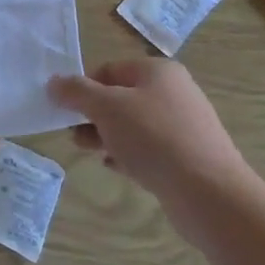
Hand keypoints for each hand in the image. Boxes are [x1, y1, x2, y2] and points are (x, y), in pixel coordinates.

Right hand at [49, 59, 255, 239]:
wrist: (211, 194)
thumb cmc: (154, 138)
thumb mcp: (106, 108)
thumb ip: (76, 92)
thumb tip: (54, 83)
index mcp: (157, 71)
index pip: (109, 70)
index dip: (83, 88)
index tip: (66, 111)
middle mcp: (174, 92)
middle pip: (121, 97)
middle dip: (93, 115)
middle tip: (73, 134)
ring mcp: (184, 126)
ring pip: (134, 125)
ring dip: (107, 135)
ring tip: (88, 152)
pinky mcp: (188, 157)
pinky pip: (150, 149)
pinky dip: (129, 154)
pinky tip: (115, 167)